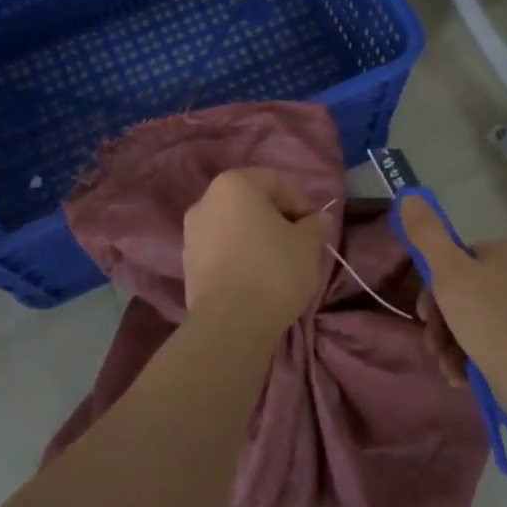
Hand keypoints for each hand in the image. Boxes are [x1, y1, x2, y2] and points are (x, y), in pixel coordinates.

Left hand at [182, 169, 327, 332]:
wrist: (230, 324)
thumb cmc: (274, 270)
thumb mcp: (308, 244)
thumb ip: (315, 225)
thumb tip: (319, 218)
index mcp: (234, 184)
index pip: (276, 182)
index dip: (301, 203)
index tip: (315, 228)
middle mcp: (206, 200)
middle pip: (252, 203)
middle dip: (277, 219)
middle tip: (299, 244)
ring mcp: (191, 232)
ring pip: (235, 227)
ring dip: (257, 238)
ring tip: (278, 264)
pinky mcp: (187, 263)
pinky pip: (221, 250)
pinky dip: (239, 256)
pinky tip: (256, 278)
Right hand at [399, 197, 506, 378]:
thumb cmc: (489, 319)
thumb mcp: (448, 272)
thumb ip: (426, 233)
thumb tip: (409, 194)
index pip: (461, 260)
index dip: (435, 286)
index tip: (424, 313)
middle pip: (470, 293)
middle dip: (444, 321)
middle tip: (433, 345)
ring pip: (483, 322)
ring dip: (456, 344)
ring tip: (448, 368)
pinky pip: (504, 345)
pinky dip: (480, 358)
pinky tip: (466, 377)